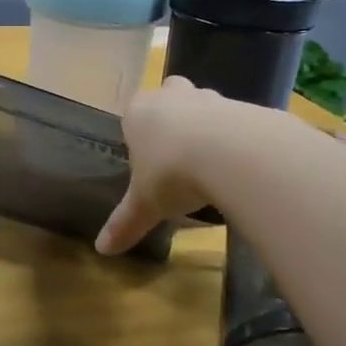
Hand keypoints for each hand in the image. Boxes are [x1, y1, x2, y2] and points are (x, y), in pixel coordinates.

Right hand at [95, 77, 229, 256]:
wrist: (230, 153)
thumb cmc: (171, 173)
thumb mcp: (145, 205)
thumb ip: (124, 223)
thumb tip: (101, 250)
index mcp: (138, 112)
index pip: (133, 113)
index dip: (140, 134)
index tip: (149, 160)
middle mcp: (172, 96)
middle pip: (169, 95)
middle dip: (174, 115)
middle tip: (179, 151)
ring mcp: (210, 98)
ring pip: (205, 105)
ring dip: (207, 127)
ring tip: (213, 164)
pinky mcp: (245, 107)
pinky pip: (238, 120)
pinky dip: (238, 138)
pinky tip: (240, 166)